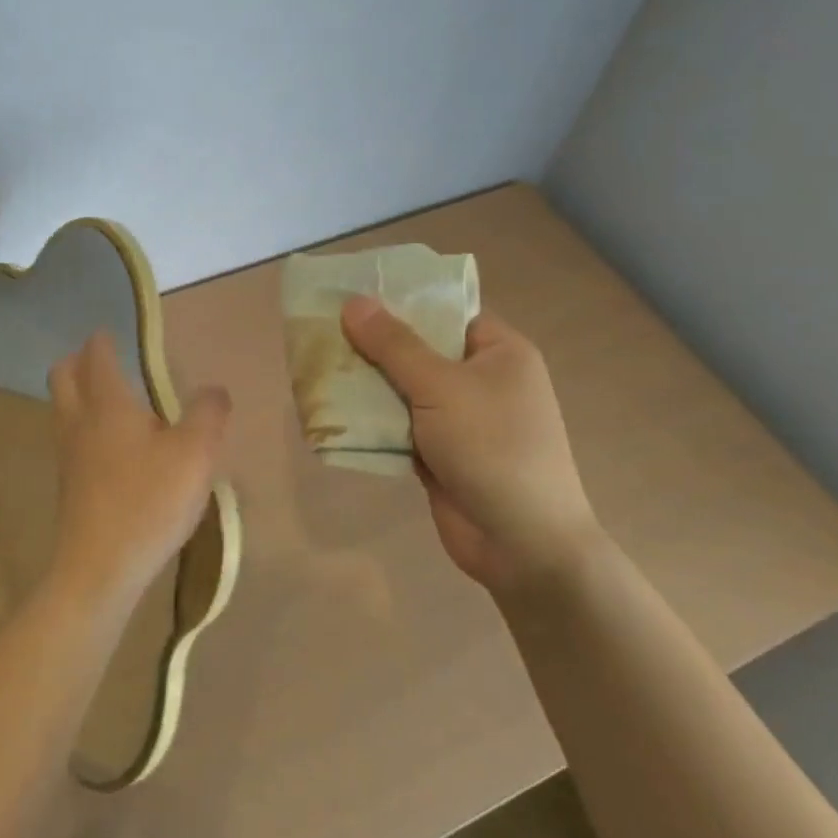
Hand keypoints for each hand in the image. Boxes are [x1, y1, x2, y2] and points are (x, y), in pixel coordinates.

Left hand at [46, 330, 230, 608]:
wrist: (100, 568)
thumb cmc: (149, 501)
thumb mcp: (195, 453)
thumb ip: (208, 413)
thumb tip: (214, 390)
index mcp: (107, 403)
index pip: (97, 354)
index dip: (104, 339)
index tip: (115, 333)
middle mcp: (79, 421)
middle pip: (63, 375)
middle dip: (79, 360)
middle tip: (106, 361)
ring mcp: (68, 454)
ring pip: (63, 408)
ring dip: (79, 394)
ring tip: (114, 401)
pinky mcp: (69, 485)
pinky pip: (70, 438)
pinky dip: (84, 427)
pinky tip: (113, 448)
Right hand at [341, 295, 600, 593]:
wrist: (522, 545)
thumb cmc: (492, 448)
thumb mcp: (441, 387)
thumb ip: (394, 345)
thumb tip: (353, 302)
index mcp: (499, 352)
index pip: (445, 310)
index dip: (401, 300)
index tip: (352, 292)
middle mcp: (481, 379)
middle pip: (419, 349)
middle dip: (372, 344)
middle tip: (321, 329)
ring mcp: (460, 419)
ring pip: (403, 389)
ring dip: (366, 383)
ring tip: (315, 365)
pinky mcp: (440, 453)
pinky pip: (399, 424)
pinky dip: (371, 420)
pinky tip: (331, 408)